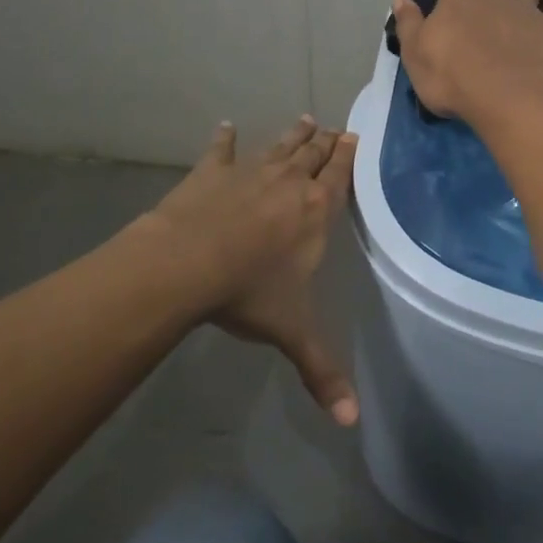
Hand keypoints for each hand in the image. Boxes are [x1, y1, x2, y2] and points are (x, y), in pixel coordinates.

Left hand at [151, 117, 359, 424]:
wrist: (187, 263)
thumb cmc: (248, 292)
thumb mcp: (292, 332)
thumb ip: (322, 372)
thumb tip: (351, 423)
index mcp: (315, 210)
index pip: (339, 176)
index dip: (348, 156)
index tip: (355, 137)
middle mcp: (288, 184)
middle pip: (312, 154)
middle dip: (326, 142)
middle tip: (334, 128)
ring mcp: (249, 173)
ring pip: (278, 147)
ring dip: (293, 135)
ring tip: (306, 120)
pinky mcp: (212, 172)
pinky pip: (222, 150)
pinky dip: (225, 139)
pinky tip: (226, 127)